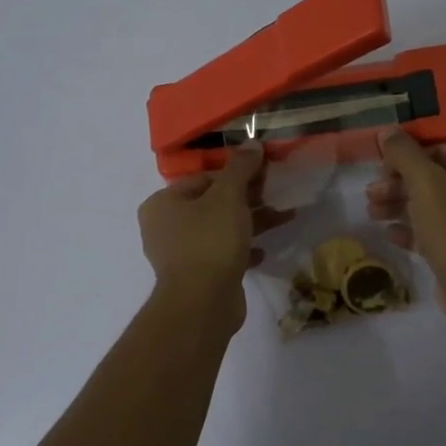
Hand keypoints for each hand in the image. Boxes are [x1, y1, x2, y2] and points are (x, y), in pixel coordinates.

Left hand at [138, 143, 293, 329]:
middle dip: (247, 199)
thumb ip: (241, 169)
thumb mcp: (228, 197)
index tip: (264, 174)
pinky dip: (242, 250)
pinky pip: (222, 255)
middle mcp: (165, 227)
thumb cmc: (210, 240)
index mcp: (162, 204)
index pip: (203, 179)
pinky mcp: (197, 277)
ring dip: (251, 223)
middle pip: (212, 204)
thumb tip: (252, 143)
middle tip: (276, 194)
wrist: (203, 302)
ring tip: (283, 217)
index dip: (236, 174)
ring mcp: (180, 255)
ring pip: (220, 230)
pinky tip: (263, 251)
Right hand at [367, 130, 445, 320]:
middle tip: (371, 194)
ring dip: (400, 206)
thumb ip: (404, 154)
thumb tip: (387, 131)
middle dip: (399, 185)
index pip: (441, 150)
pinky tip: (389, 234)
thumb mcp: (425, 183)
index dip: (407, 157)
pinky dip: (412, 230)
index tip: (380, 170)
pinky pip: (436, 232)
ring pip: (432, 206)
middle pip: (434, 179)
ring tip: (372, 214)